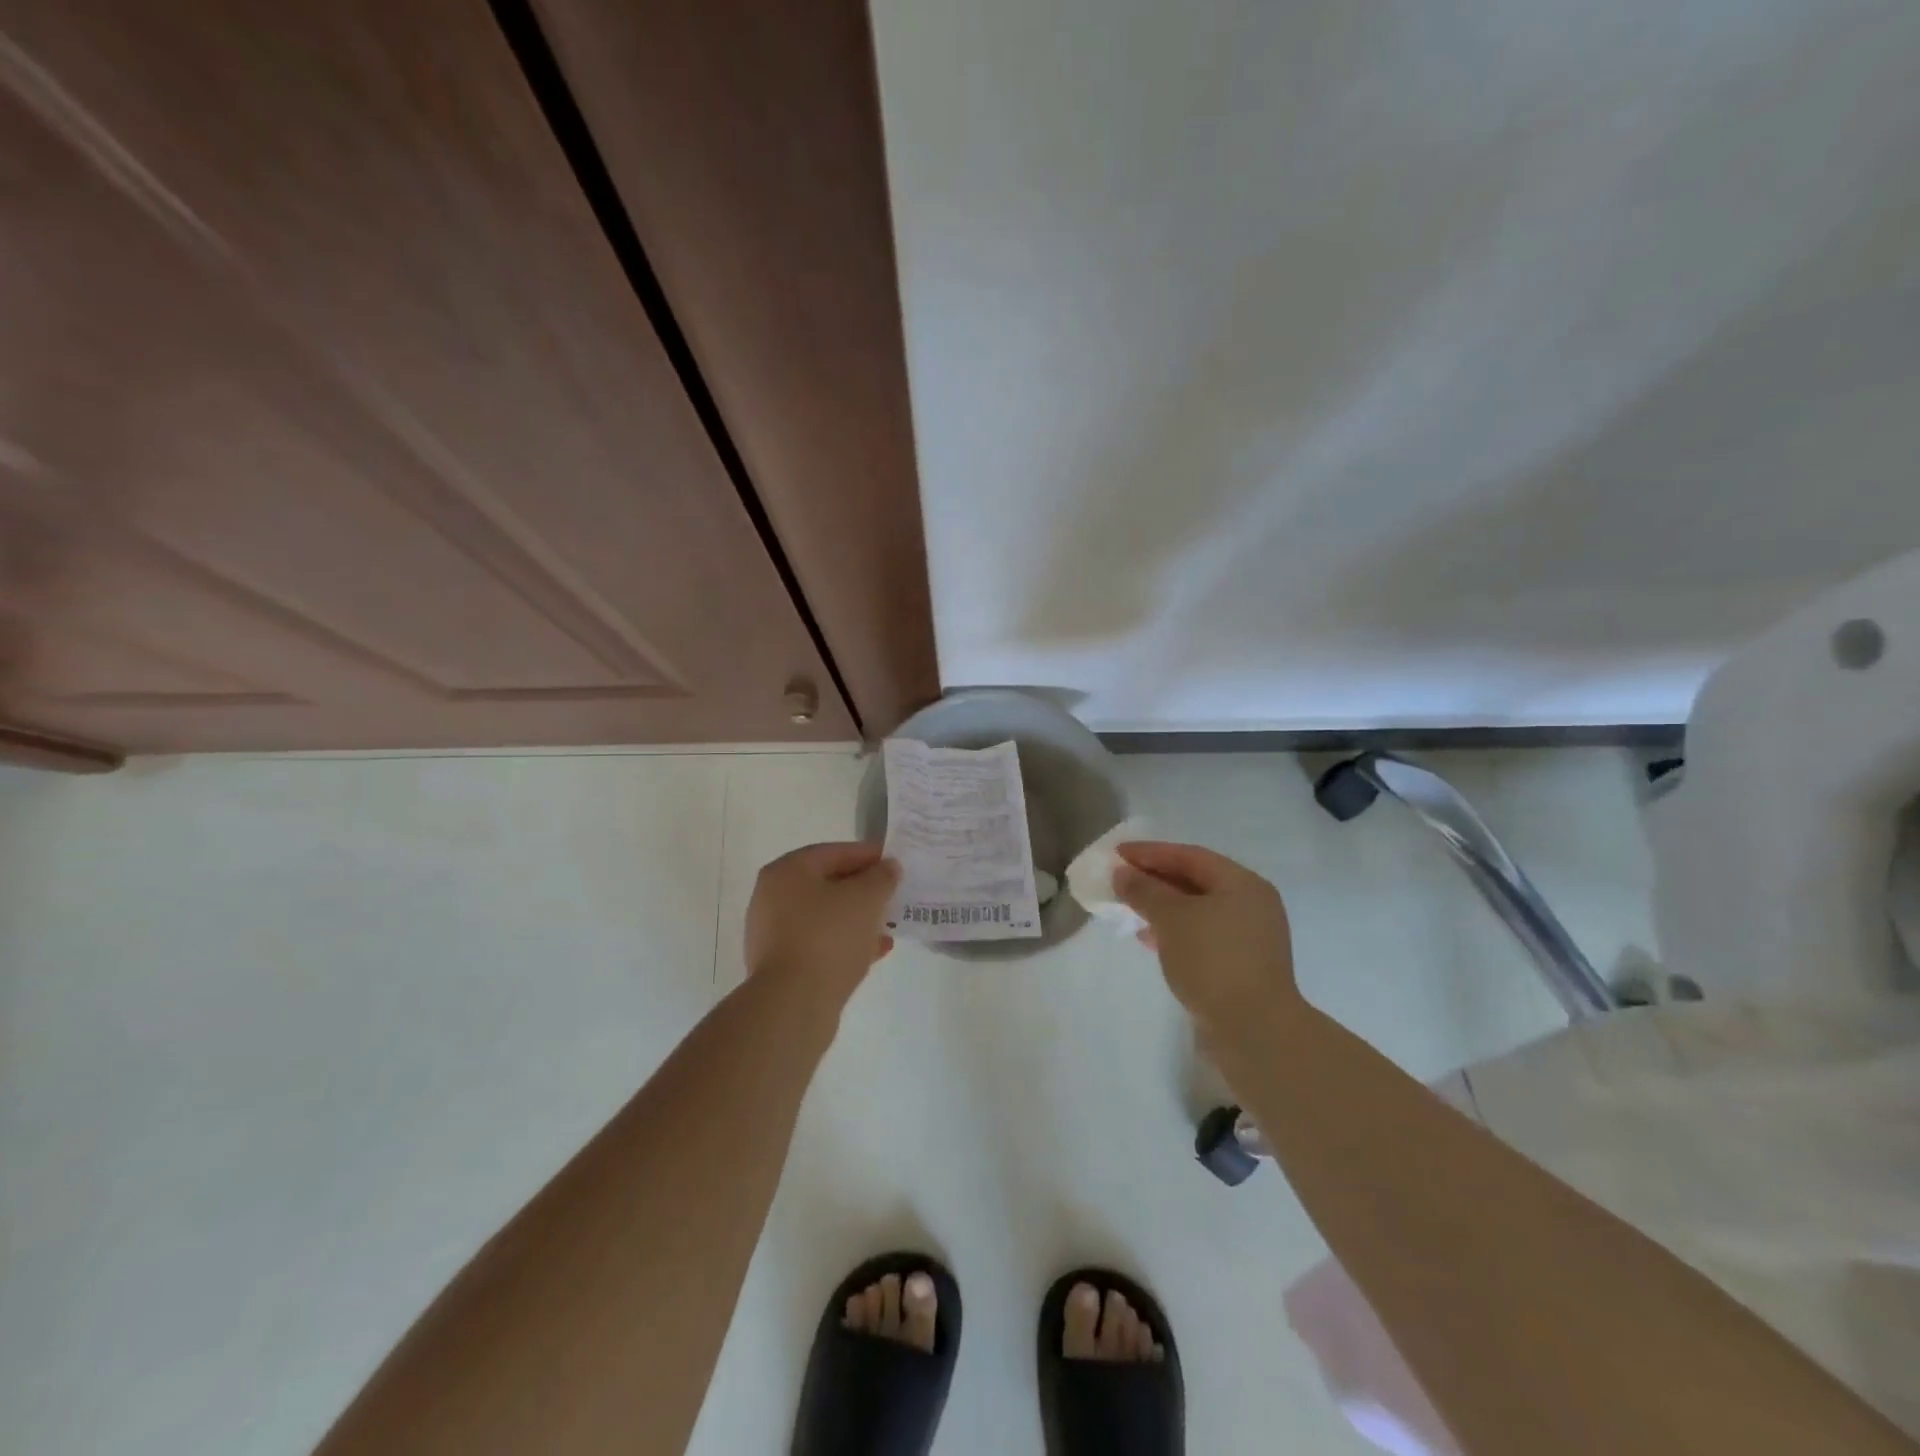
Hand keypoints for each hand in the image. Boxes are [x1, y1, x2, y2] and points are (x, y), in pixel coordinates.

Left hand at [744, 842, 899, 1003]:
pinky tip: (875, 951)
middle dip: (862, 889)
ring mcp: (773, 933)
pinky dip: (845, 942)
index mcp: (787, 872)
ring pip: (824, 916)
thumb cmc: (829, 936)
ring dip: (856, 918)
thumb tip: (888, 868)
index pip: (833, 852)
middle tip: (892, 894)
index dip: (867, 855)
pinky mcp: (781, 965)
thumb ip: (881, 877)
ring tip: (888, 925)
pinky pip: (819, 943)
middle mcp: (772, 897)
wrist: (794, 1003)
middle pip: (827, 884)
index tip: (895, 863)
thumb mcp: (866, 898)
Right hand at [1113, 842, 1296, 1023]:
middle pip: (1195, 881)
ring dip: (1162, 907)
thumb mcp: (1171, 918)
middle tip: (1120, 881)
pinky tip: (1149, 939)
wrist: (1254, 1031)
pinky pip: (1201, 935)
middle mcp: (1251, 905)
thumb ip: (1144, 890)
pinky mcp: (1241, 965)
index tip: (1116, 854)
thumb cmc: (1213, 960)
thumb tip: (1122, 873)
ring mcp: (1249, 937)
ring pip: (1197, 910)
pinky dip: (1174, 931)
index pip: (1190, 856)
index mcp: (1243, 884)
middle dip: (1155, 879)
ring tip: (1128, 909)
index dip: (1150, 852)